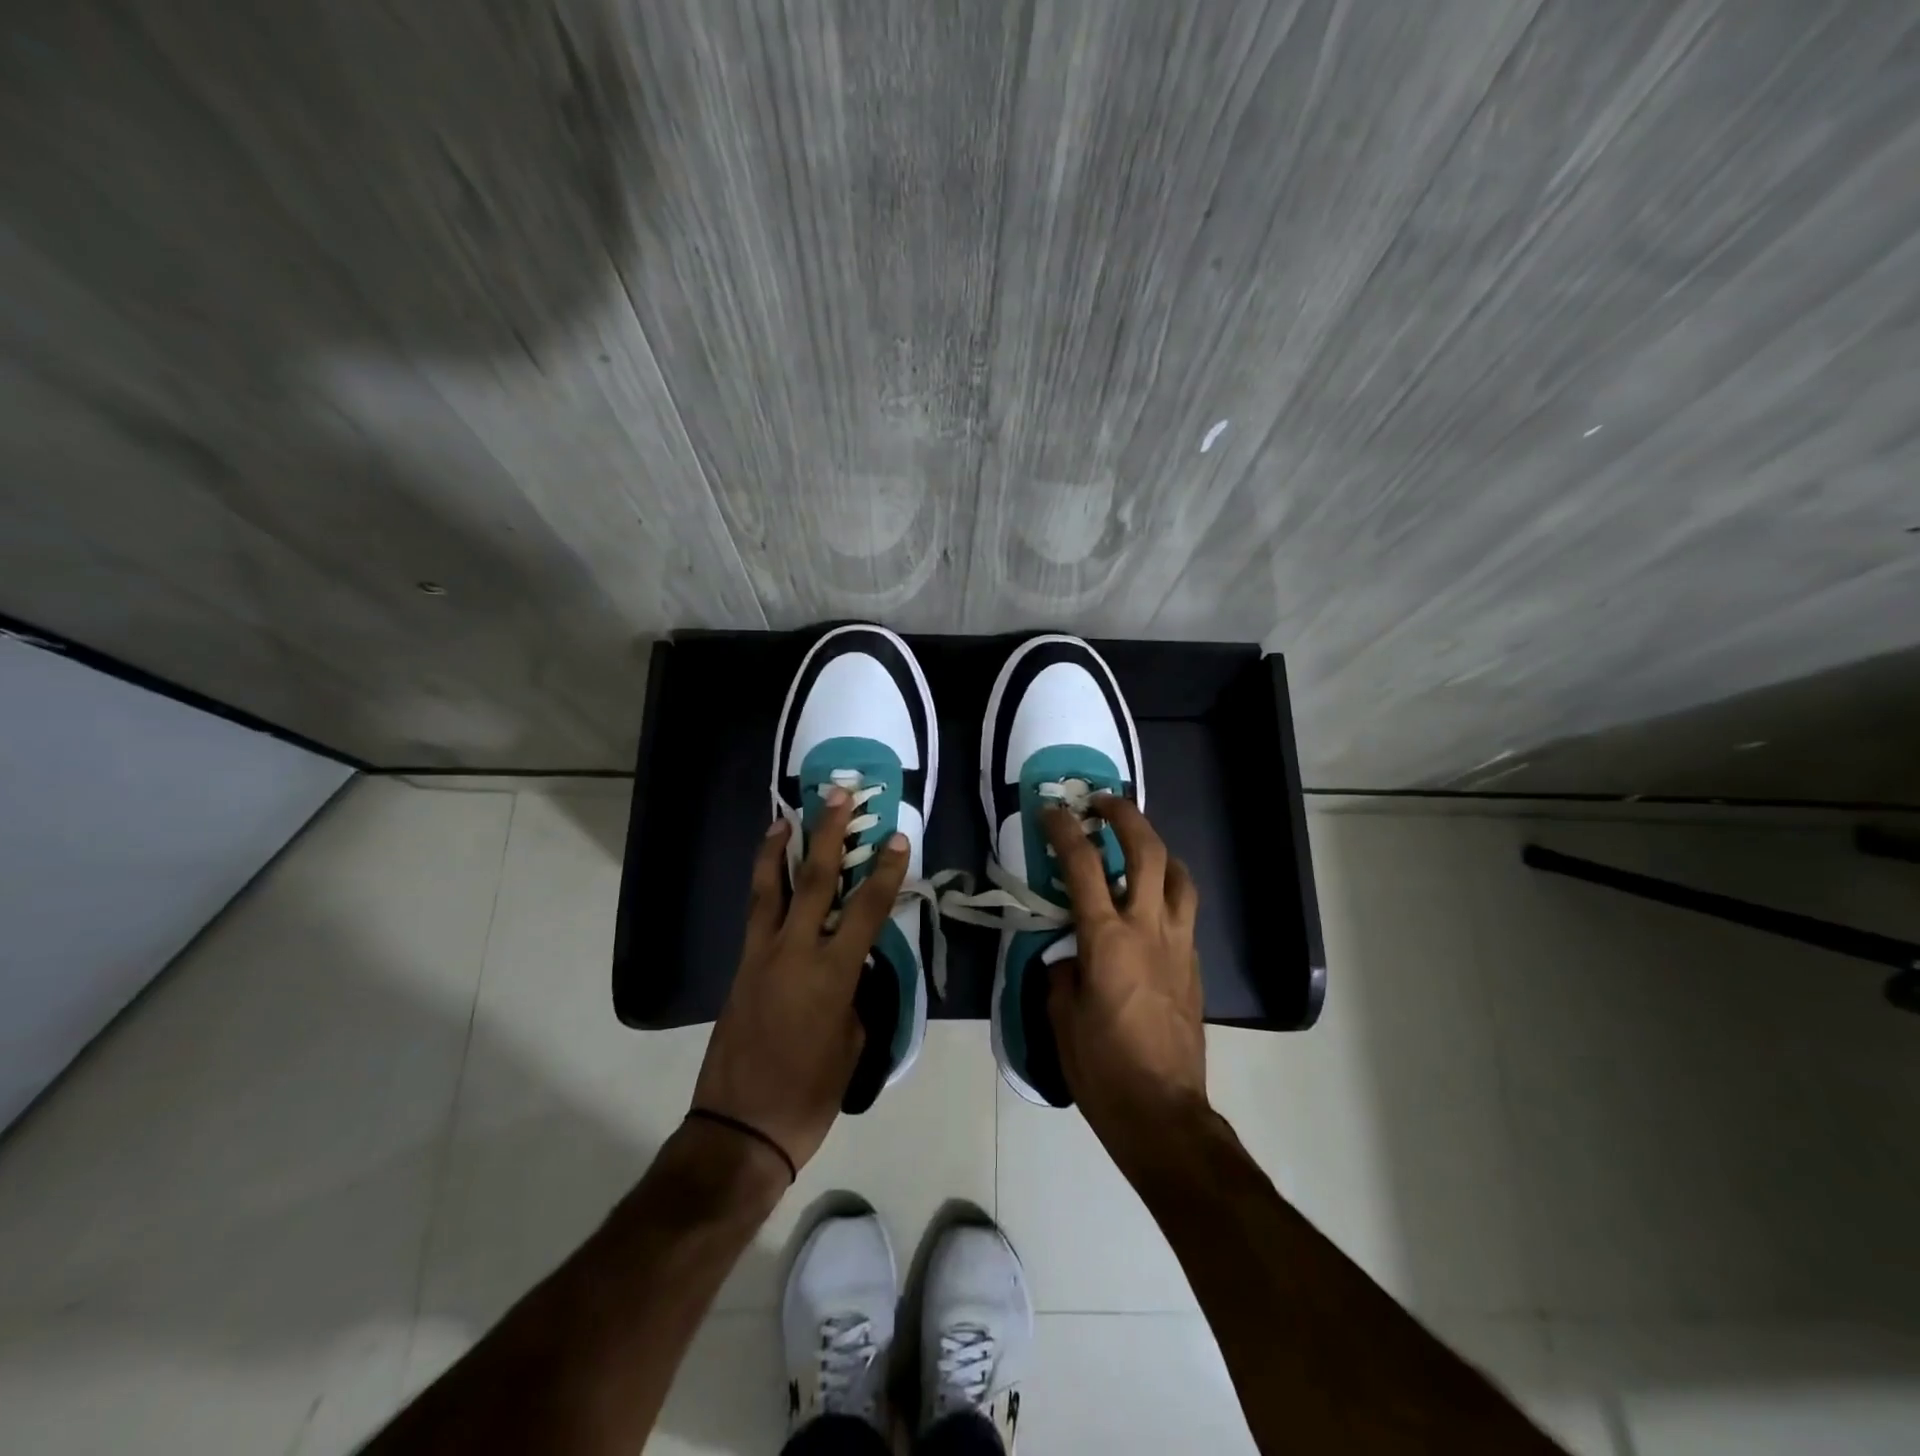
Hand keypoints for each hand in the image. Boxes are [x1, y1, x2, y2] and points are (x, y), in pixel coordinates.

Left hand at [691, 790, 908, 1173]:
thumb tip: (852, 965)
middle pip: (814, 880)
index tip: (897, 837)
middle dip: (828, 833)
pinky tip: (767, 872)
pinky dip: (762, 884)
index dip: (885, 871)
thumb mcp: (852, 1042)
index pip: (866, 909)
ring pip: (770, 889)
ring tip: (786, 816)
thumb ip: (855, 993)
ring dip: (780, 848)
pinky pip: (755, 914)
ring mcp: (761, 956)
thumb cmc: (809, 1094)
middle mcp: (794, 953)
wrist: (740, 1129)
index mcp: (832, 975)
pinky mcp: (741, 967)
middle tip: (838, 794)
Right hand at [1043, 796, 1207, 1153]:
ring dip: (1158, 848)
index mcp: (1107, 939)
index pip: (1083, 866)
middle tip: (1103, 803)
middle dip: (1125, 816)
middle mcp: (1148, 929)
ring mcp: (1178, 944)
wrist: (1163, 1111)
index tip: (1052, 809)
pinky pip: (1185, 911)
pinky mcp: (1194, 965)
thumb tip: (1070, 957)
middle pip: (1147, 851)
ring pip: (1179, 875)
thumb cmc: (1102, 1067)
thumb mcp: (1061, 1017)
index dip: (1065, 830)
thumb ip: (1062, 973)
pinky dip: (1168, 890)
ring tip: (1138, 845)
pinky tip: (1150, 905)